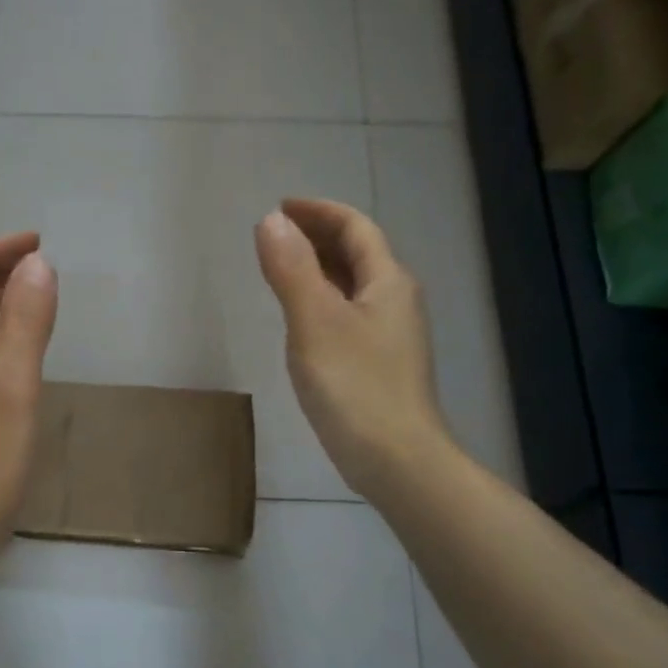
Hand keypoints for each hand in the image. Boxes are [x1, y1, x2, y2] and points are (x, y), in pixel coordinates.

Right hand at [255, 198, 448, 502]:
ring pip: (353, 285)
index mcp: (387, 282)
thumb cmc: (355, 387)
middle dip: (317, 236)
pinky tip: (301, 319)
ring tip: (281, 268)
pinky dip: (322, 300)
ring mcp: (391, 335)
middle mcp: (395, 301)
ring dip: (319, 267)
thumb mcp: (315, 322)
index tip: (280, 207)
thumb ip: (291, 269)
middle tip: (275, 235)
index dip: (319, 211)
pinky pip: (348, 313)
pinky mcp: (379, 364)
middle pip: (358, 253)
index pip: (355, 228)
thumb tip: (270, 221)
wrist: (396, 460)